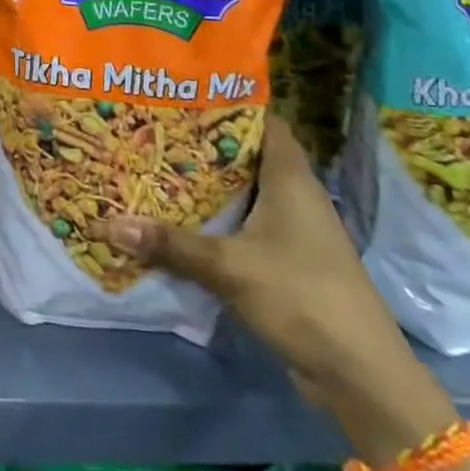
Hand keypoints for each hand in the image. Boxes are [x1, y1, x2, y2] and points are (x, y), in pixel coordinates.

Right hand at [93, 115, 415, 406]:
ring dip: (208, 185)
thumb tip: (109, 224)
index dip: (227, 104)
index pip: (263, 121)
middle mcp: (295, 195)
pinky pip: (245, 225)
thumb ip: (171, 244)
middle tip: (154, 130)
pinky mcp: (287, 261)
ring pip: (244, 193)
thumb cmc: (302, 297)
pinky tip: (180, 221)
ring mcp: (294, 230)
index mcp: (291, 178)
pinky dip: (216, 220)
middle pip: (246, 156)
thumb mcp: (229, 267)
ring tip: (156, 168)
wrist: (360, 375)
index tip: (183, 95)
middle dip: (203, 145)